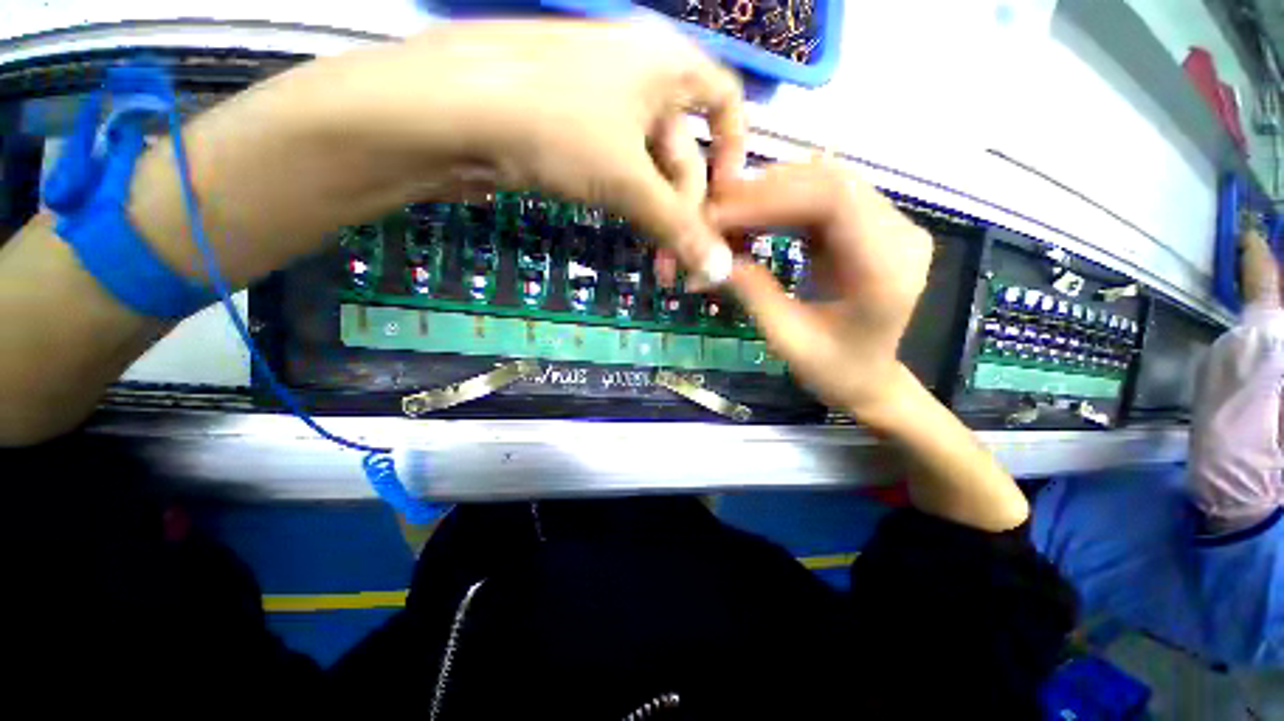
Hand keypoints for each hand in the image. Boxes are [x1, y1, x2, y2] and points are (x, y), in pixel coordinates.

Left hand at [341, 20, 743, 271]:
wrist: (448, 113)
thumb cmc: (555, 126)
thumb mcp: (628, 182)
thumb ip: (678, 229)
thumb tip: (718, 272)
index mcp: (665, 63)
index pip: (725, 99)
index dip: (735, 150)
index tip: (727, 200)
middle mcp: (638, 75)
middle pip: (682, 151)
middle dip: (685, 210)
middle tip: (677, 262)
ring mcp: (600, 101)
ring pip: (648, 166)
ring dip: (656, 215)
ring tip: (654, 259)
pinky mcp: (570, 128)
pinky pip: (617, 167)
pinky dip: (628, 202)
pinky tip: (626, 230)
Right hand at [708, 159, 933, 423]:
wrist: (869, 379)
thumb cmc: (833, 370)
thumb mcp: (787, 339)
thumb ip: (752, 292)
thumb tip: (708, 258)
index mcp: (886, 267)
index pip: (833, 200)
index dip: (770, 198)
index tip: (718, 214)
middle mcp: (898, 233)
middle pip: (828, 182)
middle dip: (763, 192)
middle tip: (713, 209)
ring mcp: (887, 225)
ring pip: (824, 182)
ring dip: (770, 193)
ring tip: (726, 213)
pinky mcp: (869, 226)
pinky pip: (821, 198)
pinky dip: (781, 203)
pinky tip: (752, 218)